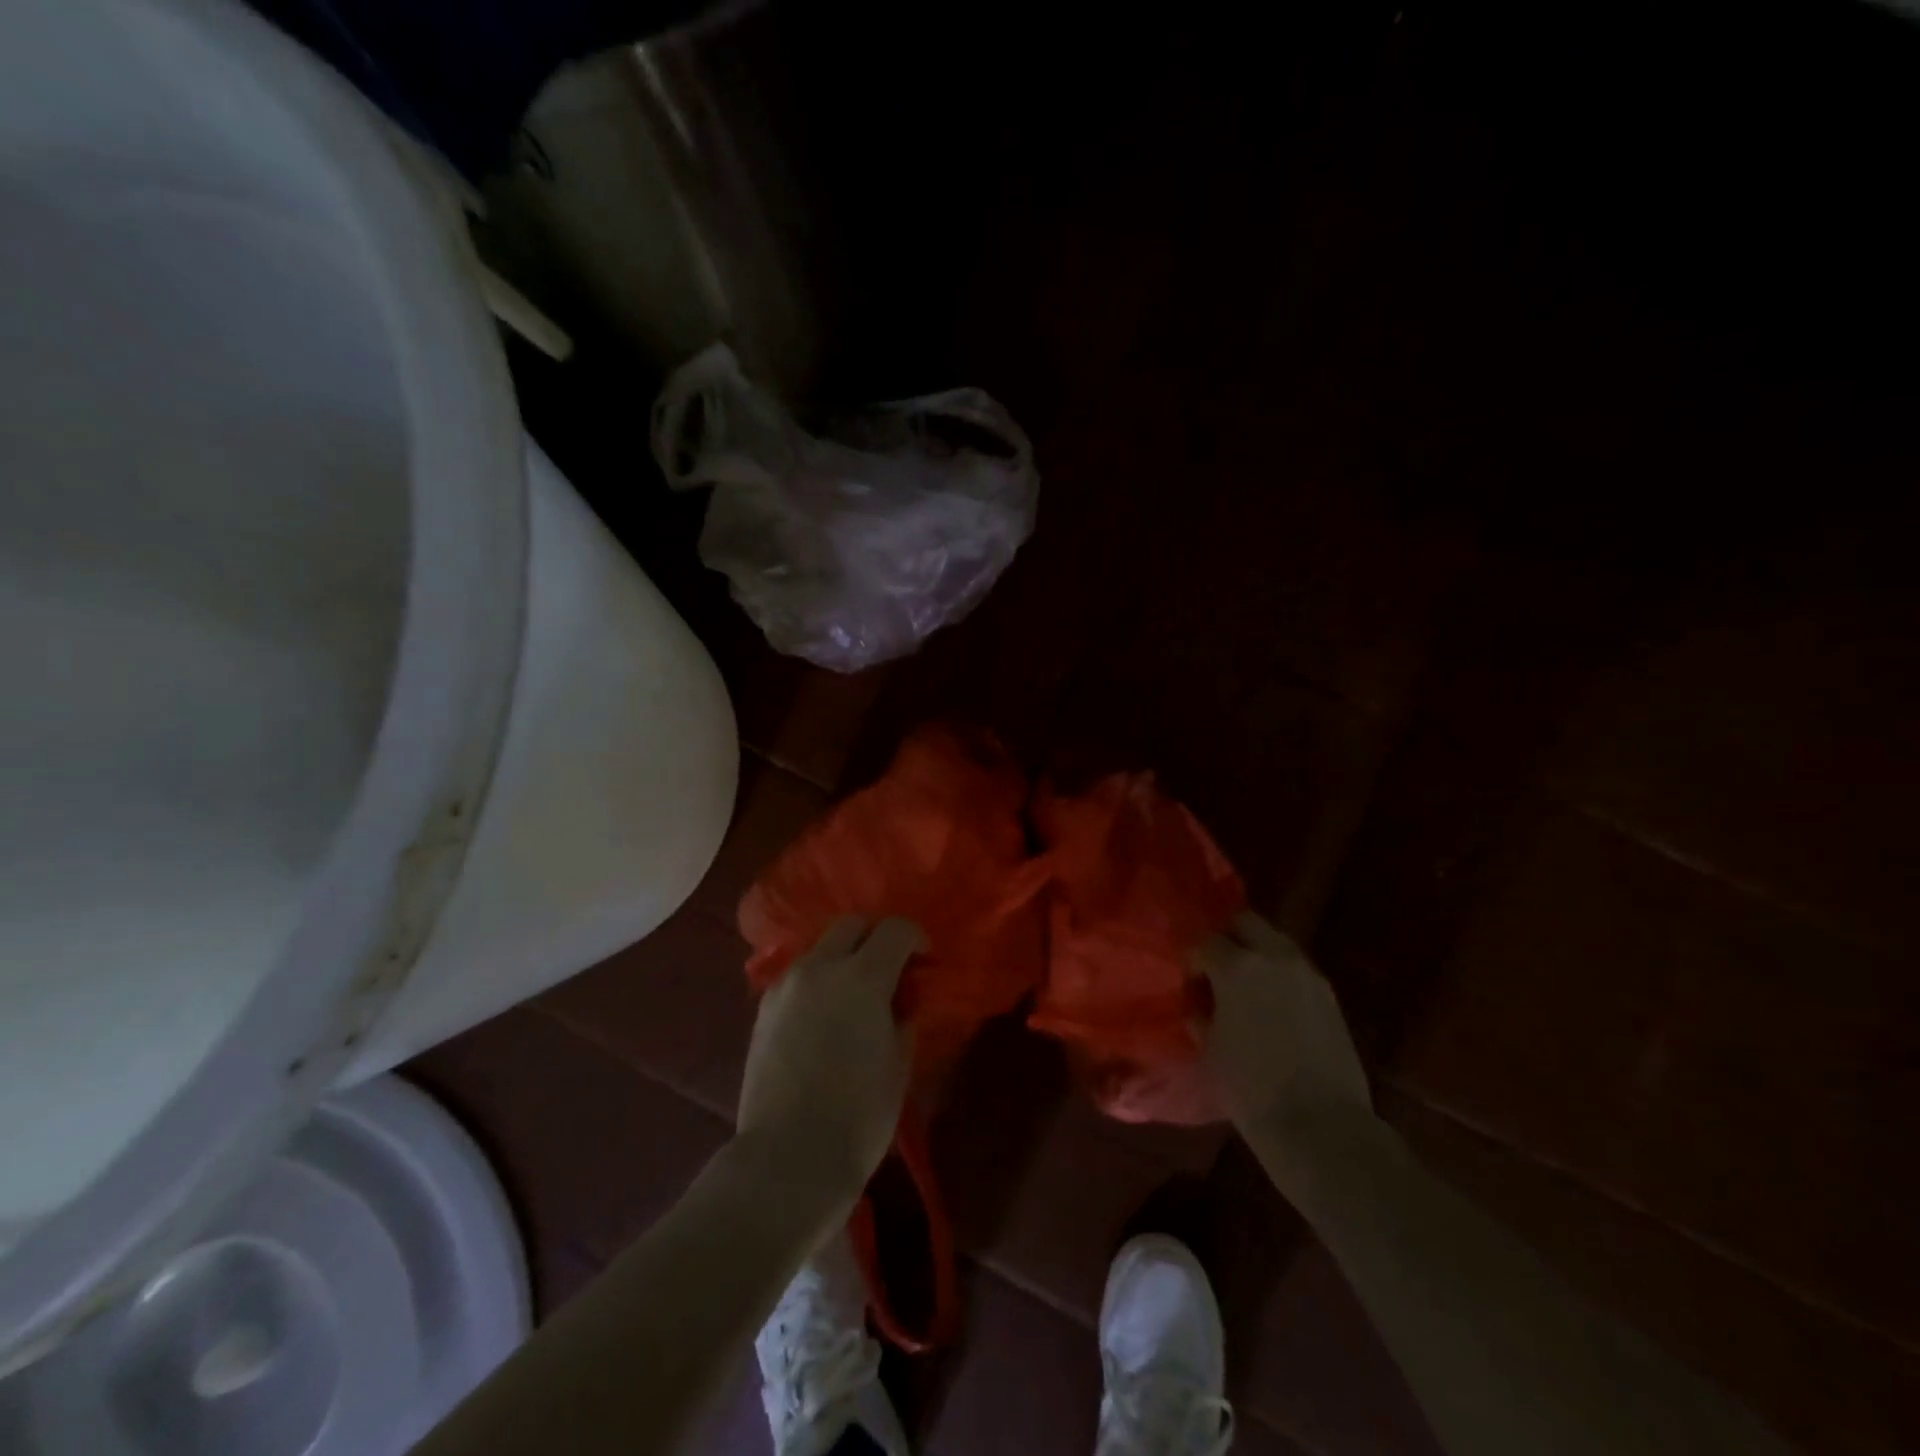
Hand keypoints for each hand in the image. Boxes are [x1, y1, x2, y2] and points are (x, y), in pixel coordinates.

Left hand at [735, 917, 920, 1203]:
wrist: (786, 1159)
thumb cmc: (858, 1117)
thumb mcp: (899, 1065)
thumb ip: (903, 1018)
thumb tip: (899, 1001)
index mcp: (862, 978)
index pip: (895, 930)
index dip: (916, 939)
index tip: (925, 962)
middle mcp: (820, 968)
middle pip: (852, 925)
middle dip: (876, 938)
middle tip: (891, 971)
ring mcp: (786, 985)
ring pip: (821, 948)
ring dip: (844, 958)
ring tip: (855, 996)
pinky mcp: (764, 1008)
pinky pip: (799, 975)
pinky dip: (819, 980)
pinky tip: (825, 1016)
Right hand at [1194, 912, 1371, 1160]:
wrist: (1322, 1127)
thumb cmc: (1251, 1088)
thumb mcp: (1209, 1049)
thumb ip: (1201, 1015)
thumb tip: (1200, 1005)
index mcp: (1237, 966)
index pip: (1204, 941)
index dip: (1192, 959)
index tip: (1188, 984)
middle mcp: (1274, 957)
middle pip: (1244, 922)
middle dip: (1226, 938)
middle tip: (1215, 970)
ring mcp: (1308, 974)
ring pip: (1274, 942)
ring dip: (1256, 955)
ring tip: (1244, 989)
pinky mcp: (1330, 996)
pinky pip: (1295, 969)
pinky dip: (1279, 976)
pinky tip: (1271, 1007)